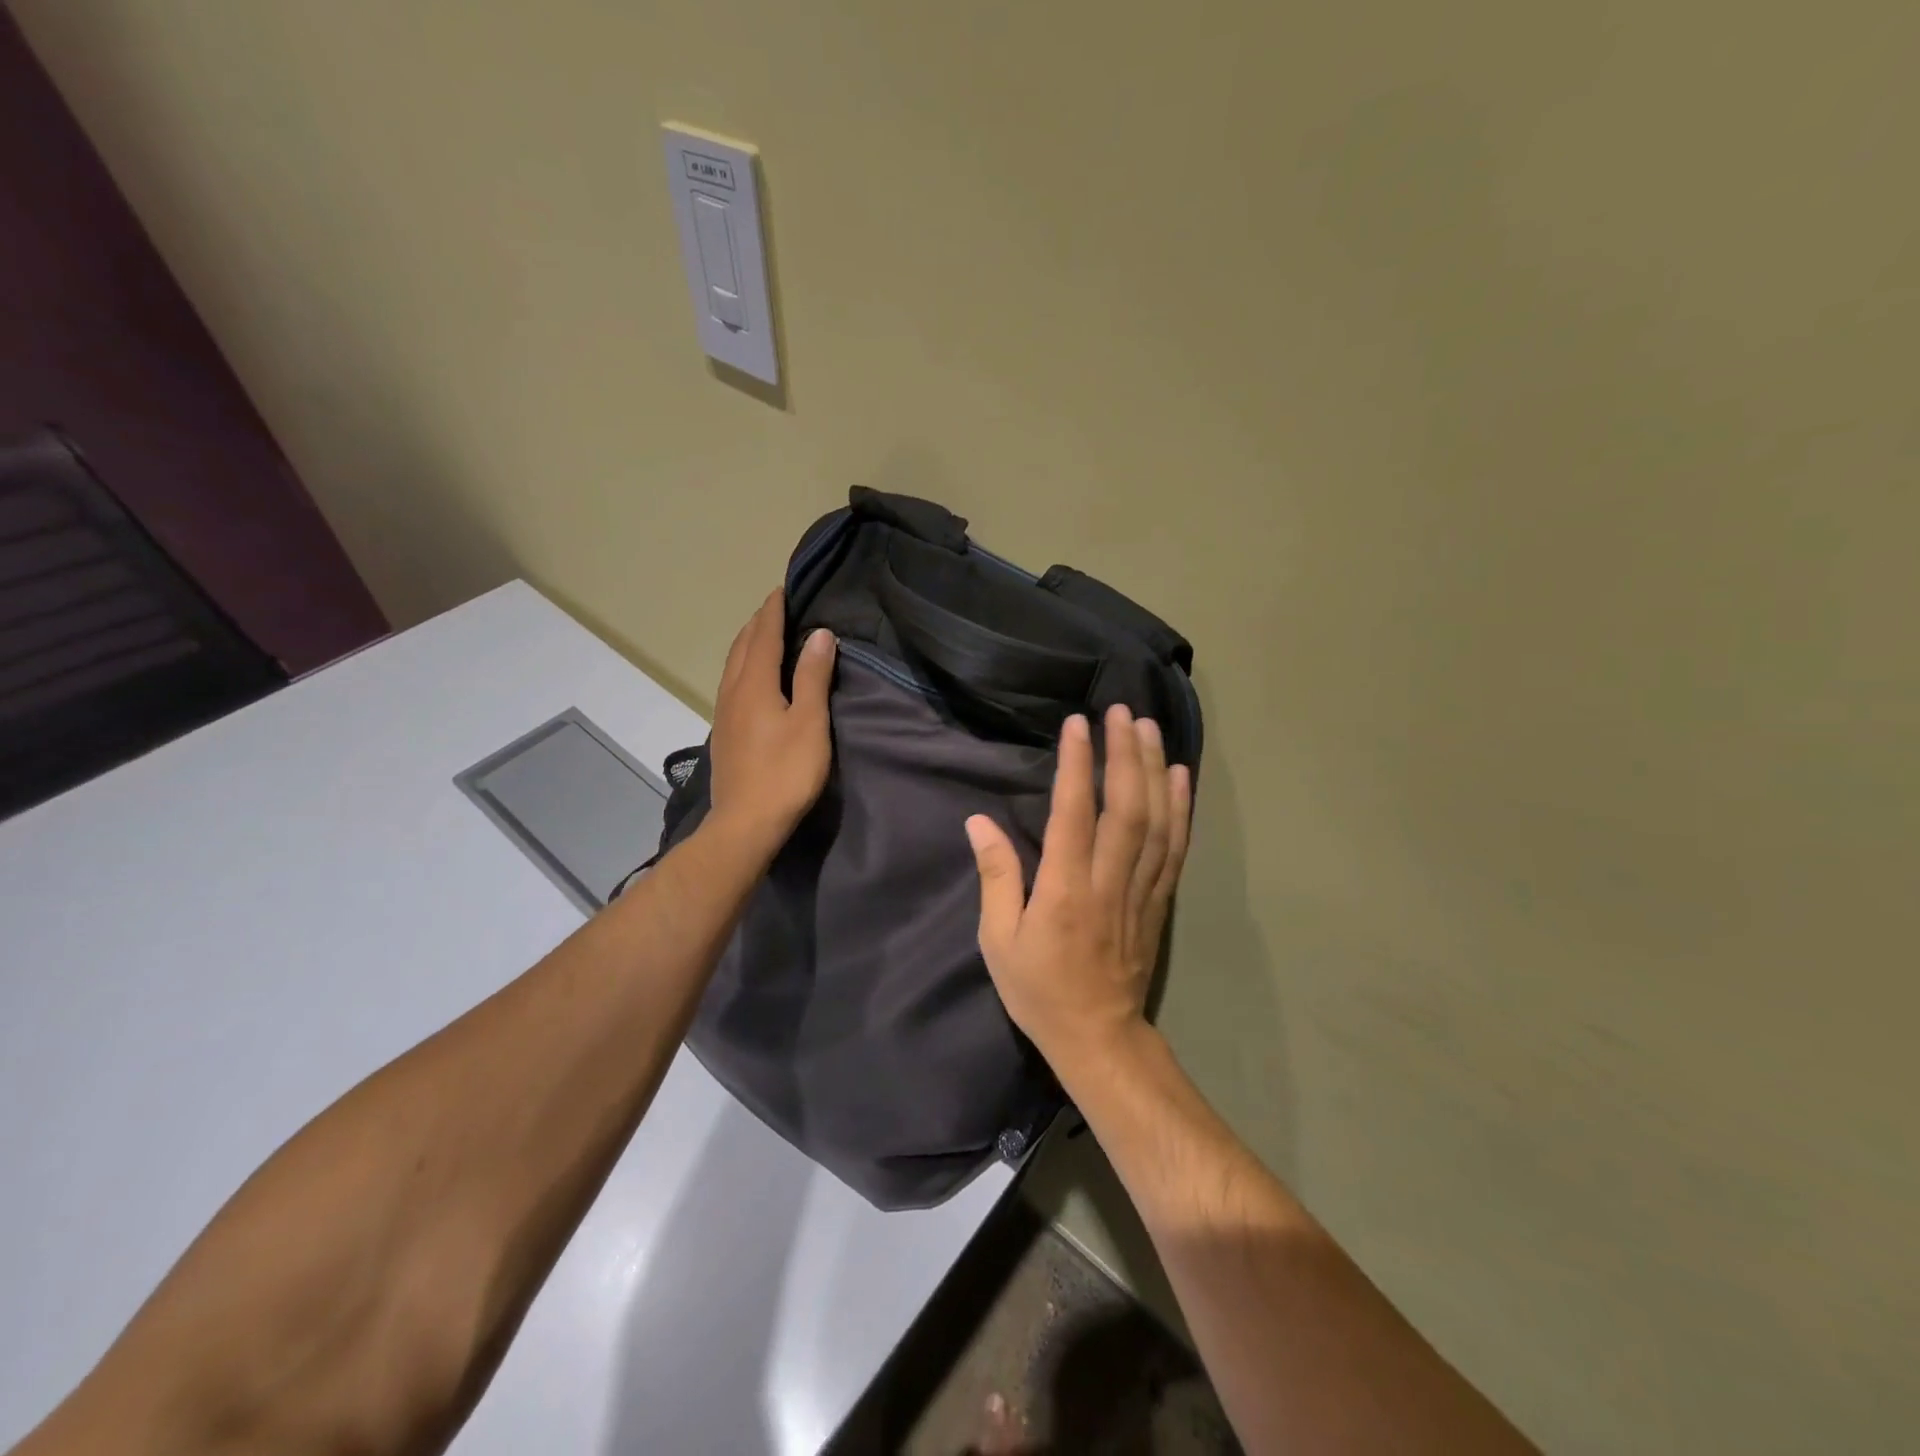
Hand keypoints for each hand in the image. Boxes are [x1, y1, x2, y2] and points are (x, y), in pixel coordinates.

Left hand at [708, 589, 836, 856]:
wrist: (746, 823)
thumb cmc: (785, 772)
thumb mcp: (809, 722)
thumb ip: (813, 676)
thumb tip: (819, 634)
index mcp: (754, 684)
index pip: (764, 636)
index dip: (774, 611)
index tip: (783, 589)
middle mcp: (733, 691)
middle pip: (743, 646)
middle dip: (758, 623)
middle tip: (776, 608)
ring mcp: (724, 713)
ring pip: (733, 666)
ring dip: (748, 644)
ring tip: (763, 635)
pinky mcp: (724, 733)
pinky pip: (732, 684)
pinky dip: (743, 667)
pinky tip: (752, 679)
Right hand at [965, 705, 1192, 1076]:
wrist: (1098, 1038)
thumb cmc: (1039, 990)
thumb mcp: (998, 941)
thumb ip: (996, 877)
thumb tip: (979, 822)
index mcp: (1064, 891)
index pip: (1074, 814)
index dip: (1077, 765)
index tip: (1077, 724)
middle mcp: (1108, 882)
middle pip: (1125, 808)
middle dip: (1124, 754)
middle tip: (1122, 711)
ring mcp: (1141, 891)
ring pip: (1155, 821)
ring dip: (1153, 770)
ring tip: (1149, 728)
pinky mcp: (1159, 901)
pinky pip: (1175, 848)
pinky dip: (1180, 809)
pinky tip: (1179, 776)